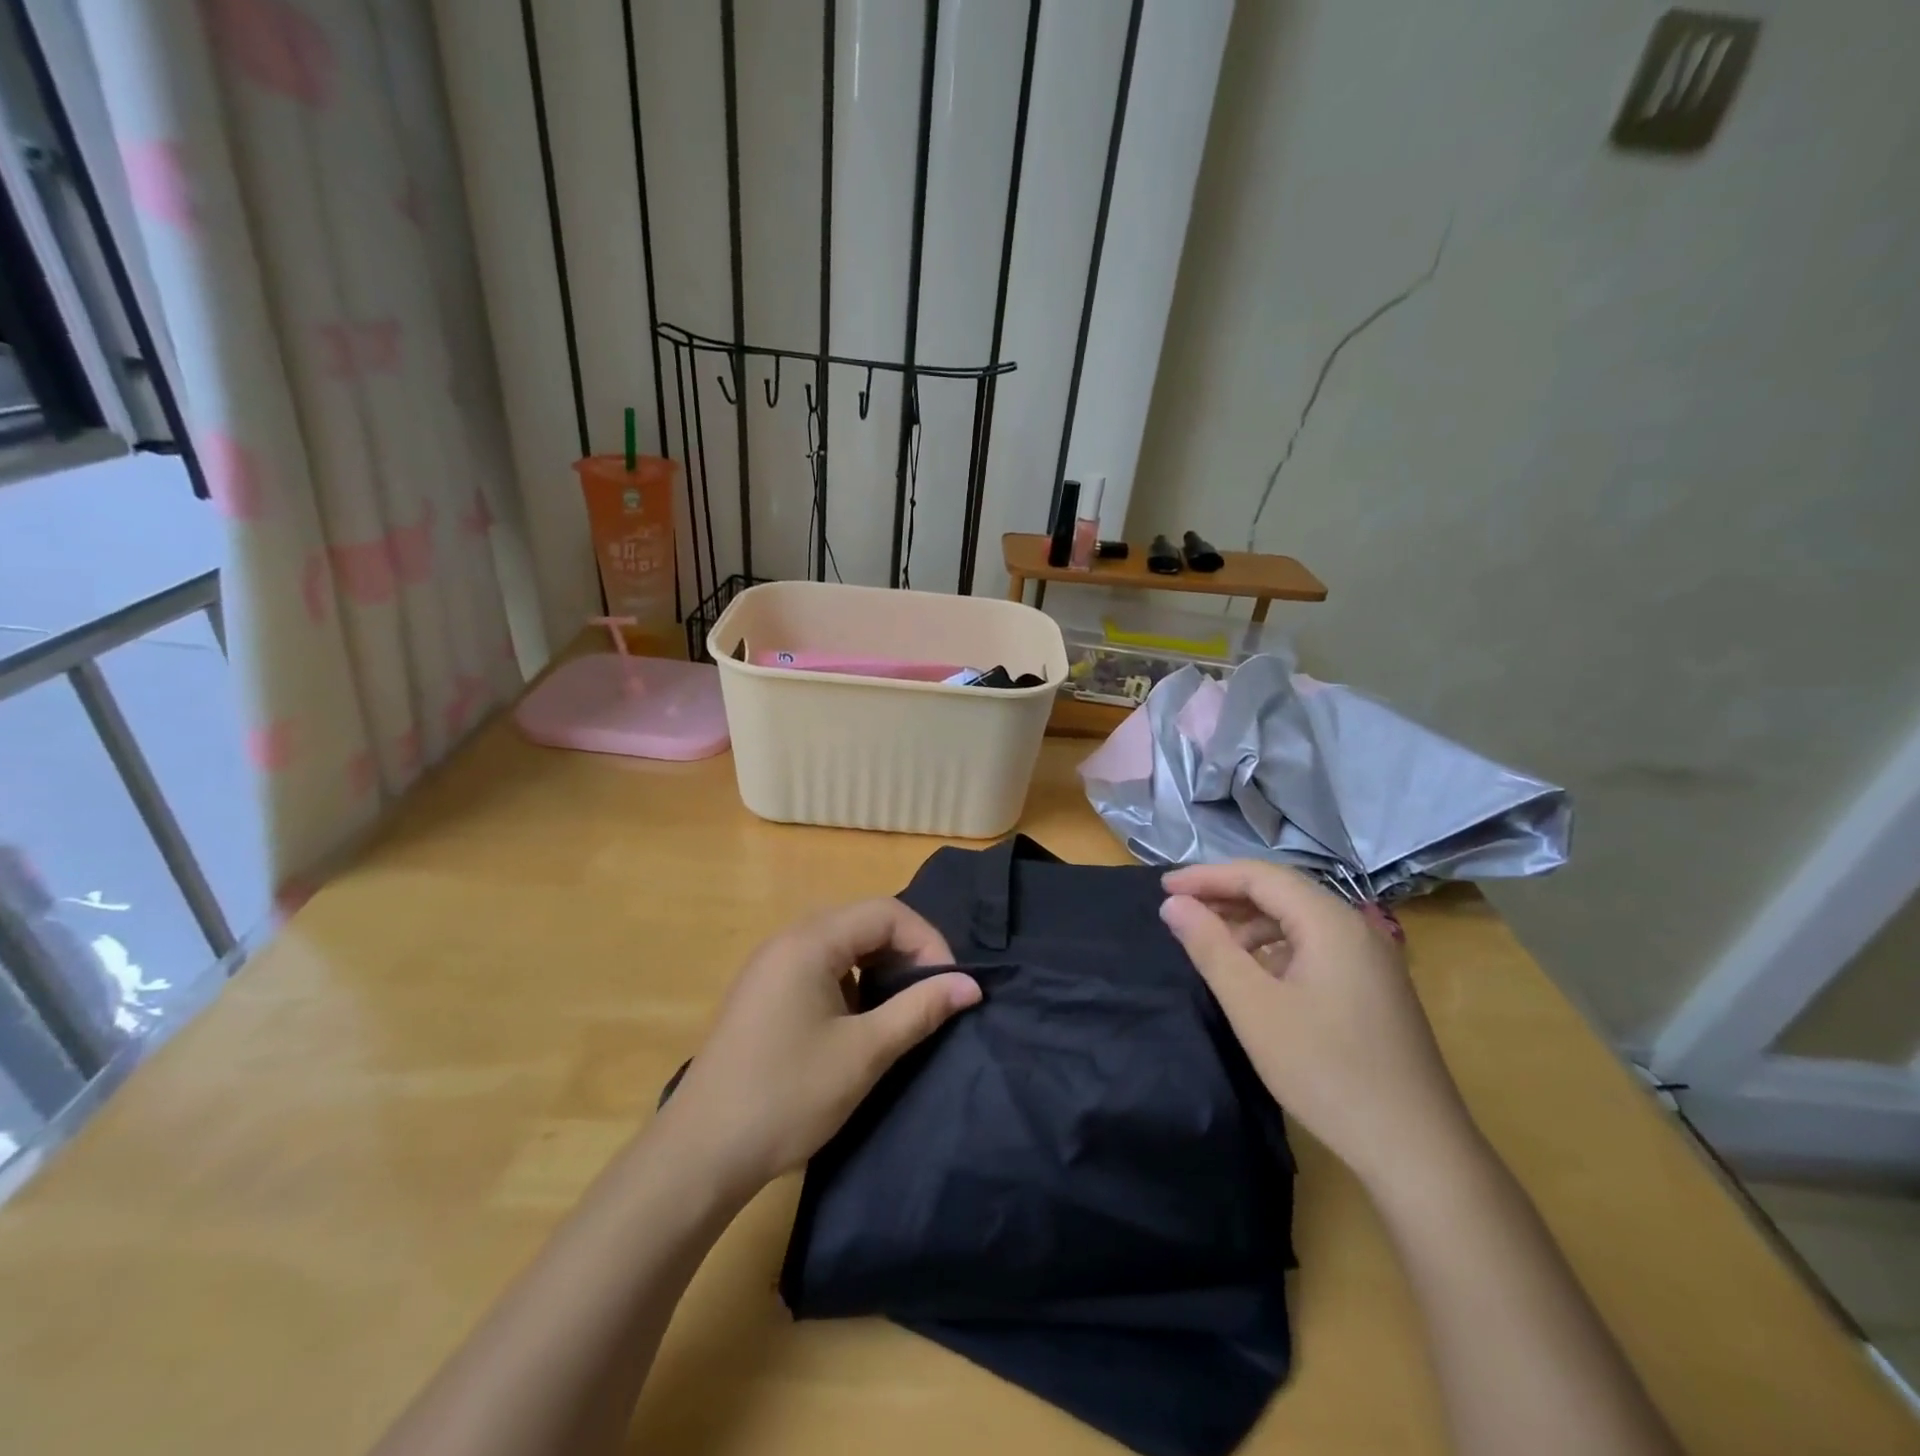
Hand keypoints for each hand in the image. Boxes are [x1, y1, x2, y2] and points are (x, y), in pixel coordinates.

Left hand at [655, 898, 980, 1202]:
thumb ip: (920, 1010)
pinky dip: (851, 979)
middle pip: (863, 921)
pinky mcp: (763, 991)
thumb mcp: (864, 1053)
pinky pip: (820, 964)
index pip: (886, 912)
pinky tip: (859, 1018)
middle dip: (906, 950)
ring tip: (902, 1005)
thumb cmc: (787, 1096)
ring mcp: (770, 965)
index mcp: (809, 942)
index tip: (948, 986)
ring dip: (879, 964)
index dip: (927, 941)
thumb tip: (971, 985)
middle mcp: (787, 939)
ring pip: (842, 942)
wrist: (700, 1154)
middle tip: (931, 994)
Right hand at [1159, 861, 1474, 1192]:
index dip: (1207, 877)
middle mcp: (1355, 927)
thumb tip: (1174, 904)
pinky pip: (1314, 945)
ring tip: (1211, 945)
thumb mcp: (1253, 1007)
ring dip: (1250, 923)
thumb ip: (1210, 947)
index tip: (1162, 889)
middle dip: (1226, 896)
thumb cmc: (1326, 1071)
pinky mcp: (1375, 987)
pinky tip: (1255, 975)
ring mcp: (1371, 958)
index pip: (1259, 875)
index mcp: (1330, 921)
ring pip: (1298, 919)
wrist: (1417, 1151)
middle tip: (1179, 911)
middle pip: (1281, 891)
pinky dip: (1275, 947)